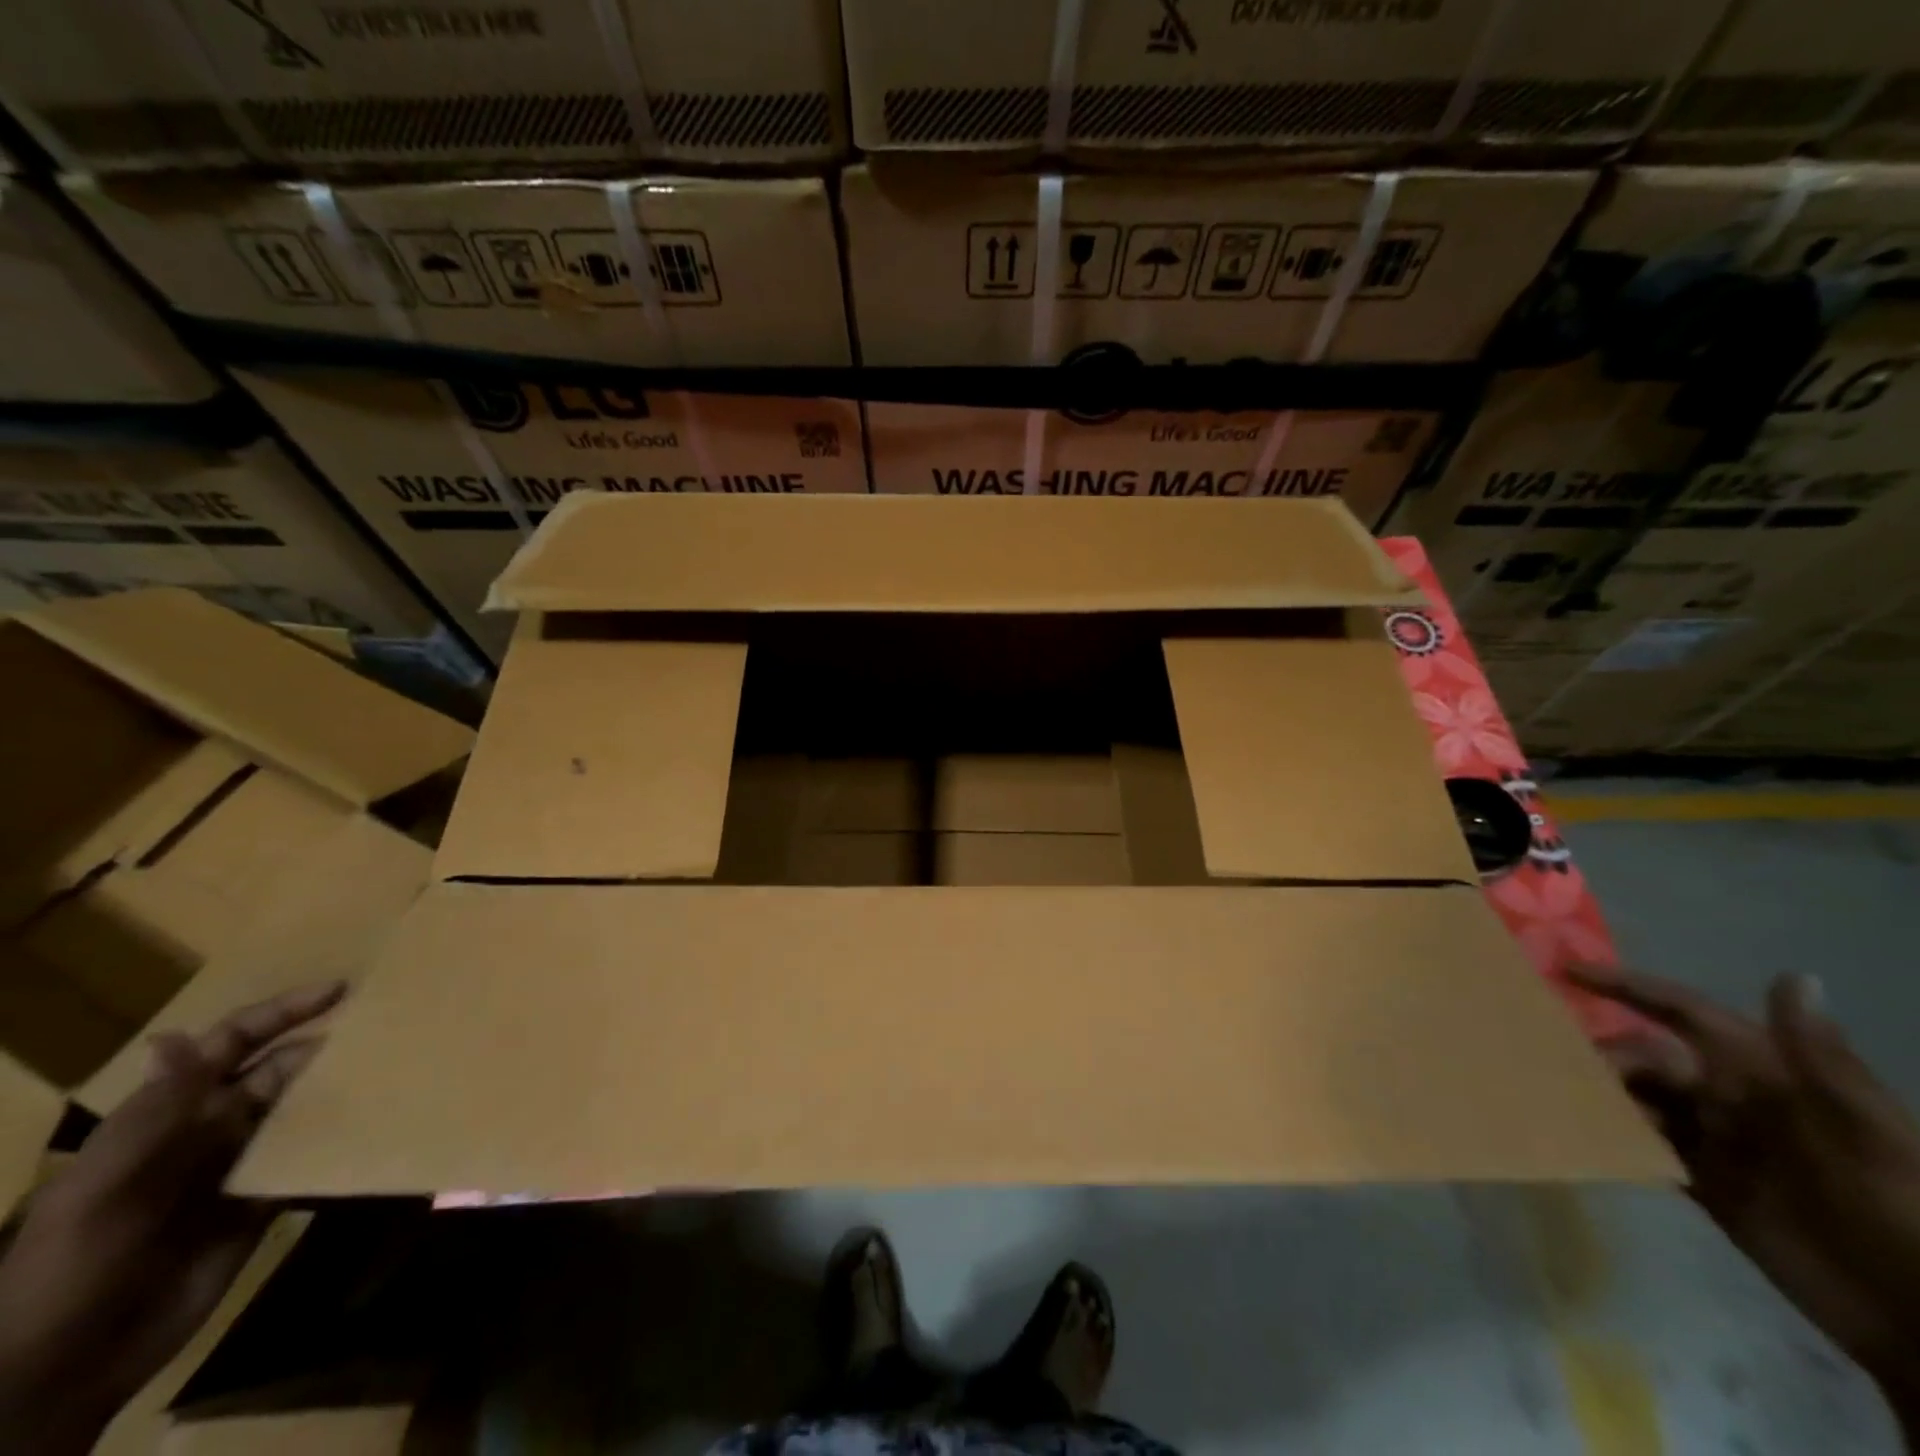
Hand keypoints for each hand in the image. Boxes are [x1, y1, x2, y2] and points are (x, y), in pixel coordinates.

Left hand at [0, 981, 344, 1455]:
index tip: (338, 990)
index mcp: (169, 1115)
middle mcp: (209, 1129)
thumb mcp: (105, 1185)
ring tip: (394, 1064)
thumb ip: (154, 1112)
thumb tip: (182, 1034)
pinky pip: (309, 1155)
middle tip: (386, 1024)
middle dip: (325, 1043)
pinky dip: (341, 1137)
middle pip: (278, 1069)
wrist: (66, 1366)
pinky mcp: (264, 1200)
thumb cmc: (75, 1262)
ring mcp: (238, 1165)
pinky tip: (378, 1122)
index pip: (231, 1045)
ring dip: (338, 1085)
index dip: (280, 1014)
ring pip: (300, 1106)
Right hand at [1573, 964, 1919, 1417]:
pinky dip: (1612, 1136)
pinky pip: (1642, 1145)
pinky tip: (1584, 1135)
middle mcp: (1732, 1097)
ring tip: (1560, 1097)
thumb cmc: (1902, 1212)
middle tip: (1564, 1068)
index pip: (1685, 1013)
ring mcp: (1715, 1141)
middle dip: (1603, 1053)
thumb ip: (1820, 1058)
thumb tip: (1793, 973)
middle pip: (1646, 1055)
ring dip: (1601, 1092)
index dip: (1629, 988)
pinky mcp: (1702, 1183)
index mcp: (1766, 1074)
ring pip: (1637, 1097)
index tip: (1568, 970)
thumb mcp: (1872, 1133)